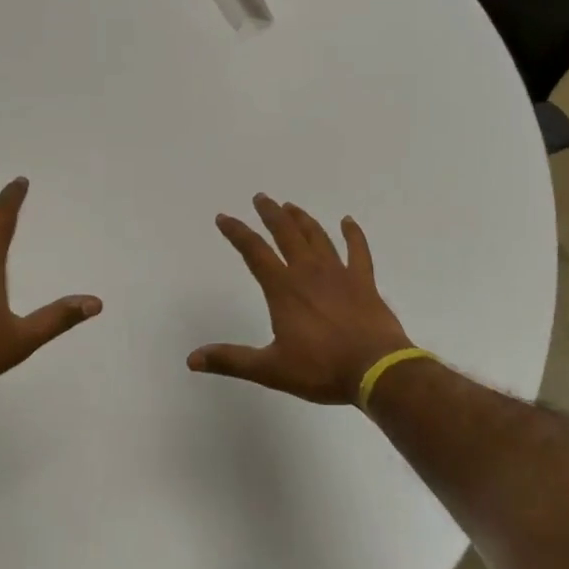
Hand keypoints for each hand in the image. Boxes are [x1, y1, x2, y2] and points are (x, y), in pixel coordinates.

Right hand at [189, 195, 414, 404]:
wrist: (376, 370)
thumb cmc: (321, 369)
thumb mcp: (270, 369)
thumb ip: (231, 360)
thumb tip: (192, 359)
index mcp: (283, 288)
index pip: (254, 252)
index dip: (237, 233)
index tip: (224, 217)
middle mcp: (308, 272)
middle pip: (286, 233)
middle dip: (270, 214)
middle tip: (261, 198)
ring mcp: (339, 273)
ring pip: (317, 236)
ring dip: (302, 219)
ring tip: (291, 207)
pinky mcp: (363, 281)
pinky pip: (358, 250)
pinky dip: (352, 234)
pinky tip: (348, 221)